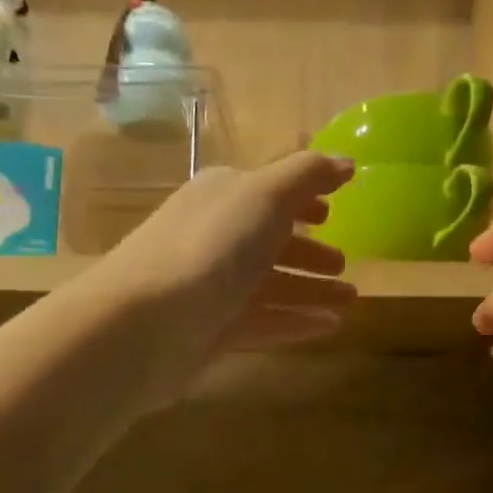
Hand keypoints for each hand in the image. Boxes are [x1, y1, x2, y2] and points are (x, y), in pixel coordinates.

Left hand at [90, 152, 357, 398]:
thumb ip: (308, 175)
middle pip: (269, 241)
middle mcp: (214, 237)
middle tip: (344, 265)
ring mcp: (210, 287)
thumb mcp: (264, 195)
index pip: (267, 191)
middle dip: (309, 252)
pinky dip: (295, 322)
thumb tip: (345, 161)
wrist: (142, 324)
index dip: (302, 200)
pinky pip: (262, 322)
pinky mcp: (210, 331)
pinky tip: (330, 327)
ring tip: (350, 300)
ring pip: (269, 285)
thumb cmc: (209, 247)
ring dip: (310, 290)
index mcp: (222, 196)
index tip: (333, 213)